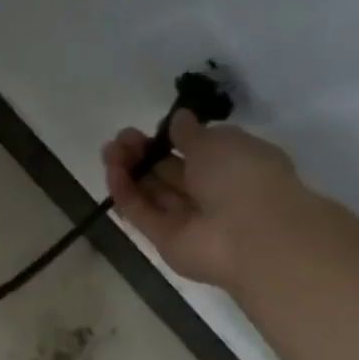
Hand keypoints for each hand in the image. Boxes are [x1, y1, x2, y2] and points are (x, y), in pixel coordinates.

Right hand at [102, 115, 300, 288]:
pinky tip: (111, 171)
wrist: (249, 236)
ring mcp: (186, 218)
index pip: (198, 151)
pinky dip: (125, 192)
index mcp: (234, 165)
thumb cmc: (242, 177)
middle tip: (121, 137)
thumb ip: (192, 132)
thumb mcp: (219, 141)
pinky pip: (141, 212)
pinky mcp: (164, 239)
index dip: (172, 139)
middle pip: (168, 171)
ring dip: (129, 169)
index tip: (153, 128)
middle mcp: (210, 192)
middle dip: (144, 152)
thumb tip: (179, 120)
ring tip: (109, 149)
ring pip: (151, 191)